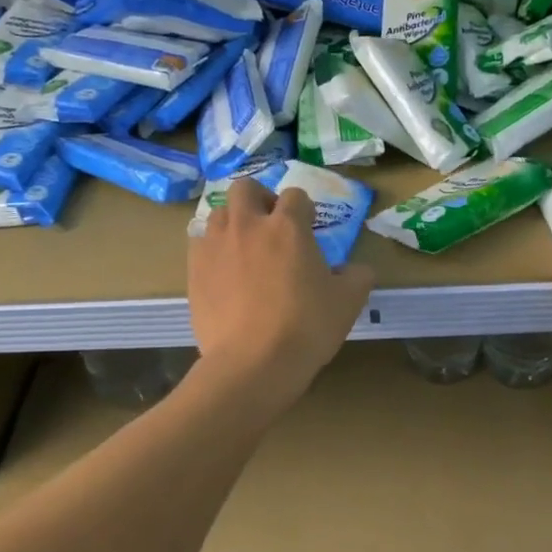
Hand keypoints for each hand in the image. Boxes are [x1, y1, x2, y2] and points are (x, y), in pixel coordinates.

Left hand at [188, 177, 374, 400]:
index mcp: (288, 226)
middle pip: (246, 188)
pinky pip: (200, 244)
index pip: (296, 195)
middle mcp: (248, 225)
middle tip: (270, 226)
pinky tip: (224, 273)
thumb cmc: (306, 327)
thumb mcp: (348, 301)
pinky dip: (213, 250)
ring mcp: (216, 245)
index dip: (305, 210)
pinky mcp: (194, 270)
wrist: (253, 363)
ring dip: (233, 223)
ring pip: (219, 213)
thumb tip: (356, 269)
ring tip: (245, 249)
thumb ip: (357, 276)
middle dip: (260, 200)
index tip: (309, 229)